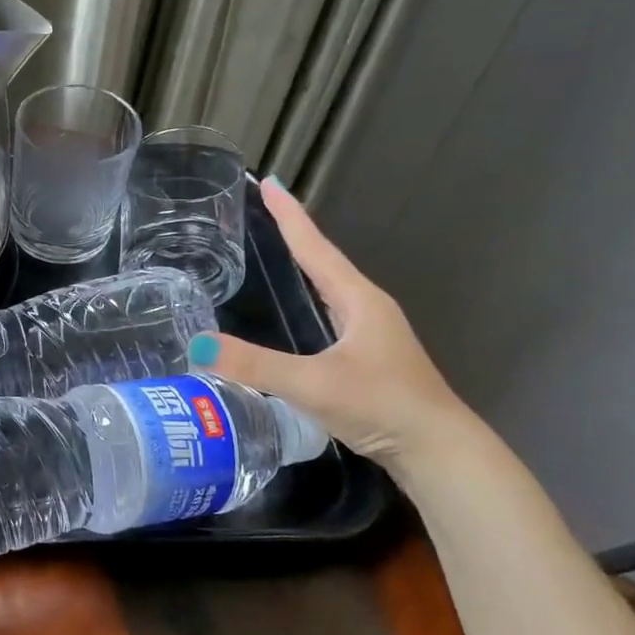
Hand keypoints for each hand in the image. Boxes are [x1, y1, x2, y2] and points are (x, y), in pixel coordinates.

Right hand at [189, 179, 470, 465]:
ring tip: (274, 254)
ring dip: (304, 268)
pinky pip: (329, 315)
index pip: (315, 248)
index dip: (290, 216)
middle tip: (262, 214)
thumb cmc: (381, 406)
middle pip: (324, 262)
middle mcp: (367, 309)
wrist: (438, 452)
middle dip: (294, 237)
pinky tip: (297, 316)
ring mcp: (371, 334)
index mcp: (358, 301)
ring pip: (329, 290)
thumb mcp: (313, 383)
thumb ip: (255, 365)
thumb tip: (197, 345)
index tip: (268, 183)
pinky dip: (309, 301)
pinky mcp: (368, 358)